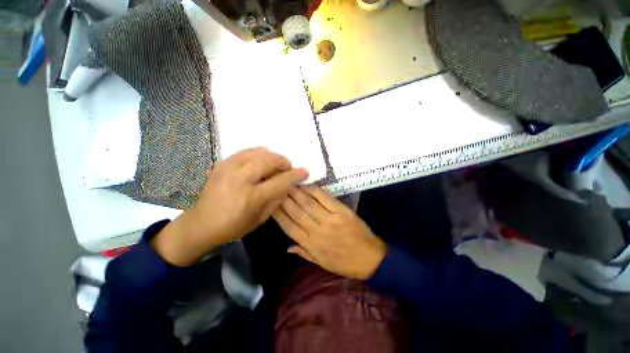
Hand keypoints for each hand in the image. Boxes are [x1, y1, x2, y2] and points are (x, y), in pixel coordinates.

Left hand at [153, 147, 308, 265]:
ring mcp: (229, 169)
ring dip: (273, 156)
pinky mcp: (222, 164)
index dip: (295, 175)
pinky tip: (261, 159)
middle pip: (270, 161)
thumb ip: (276, 199)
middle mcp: (241, 179)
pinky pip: (245, 151)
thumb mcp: (261, 219)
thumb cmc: (234, 226)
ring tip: (276, 164)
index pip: (280, 181)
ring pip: (258, 152)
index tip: (305, 171)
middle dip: (284, 162)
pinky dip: (258, 153)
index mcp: (252, 197)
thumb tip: (288, 184)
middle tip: (288, 168)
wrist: (200, 224)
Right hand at [273, 186, 386, 279]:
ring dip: (297, 192)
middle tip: (277, 187)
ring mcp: (331, 221)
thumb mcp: (322, 263)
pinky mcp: (342, 212)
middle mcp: (318, 232)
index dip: (279, 214)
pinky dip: (314, 190)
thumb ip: (304, 253)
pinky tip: (306, 185)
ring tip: (288, 183)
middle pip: (296, 213)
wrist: (370, 259)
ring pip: (308, 204)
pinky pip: (325, 198)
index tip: (271, 203)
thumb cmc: (345, 263)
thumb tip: (287, 247)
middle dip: (285, 199)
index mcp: (311, 246)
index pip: (289, 227)